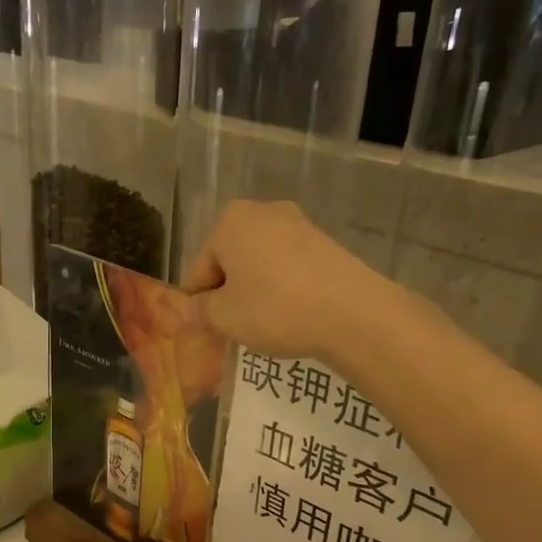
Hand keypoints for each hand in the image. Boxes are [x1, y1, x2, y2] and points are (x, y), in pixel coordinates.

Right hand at [180, 200, 384, 359]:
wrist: (352, 313)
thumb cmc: (275, 309)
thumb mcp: (225, 317)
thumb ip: (200, 311)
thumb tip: (189, 309)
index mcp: (230, 221)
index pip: (199, 268)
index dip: (198, 303)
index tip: (206, 329)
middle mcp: (263, 211)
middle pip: (230, 260)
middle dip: (227, 292)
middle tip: (233, 327)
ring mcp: (298, 224)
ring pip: (260, 263)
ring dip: (255, 290)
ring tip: (263, 324)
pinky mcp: (324, 242)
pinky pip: (288, 267)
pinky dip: (282, 288)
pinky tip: (290, 314)